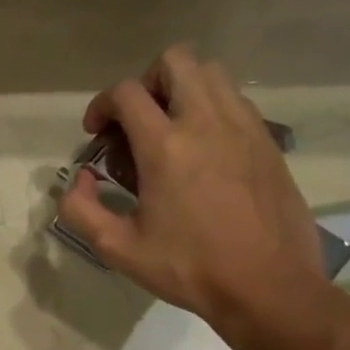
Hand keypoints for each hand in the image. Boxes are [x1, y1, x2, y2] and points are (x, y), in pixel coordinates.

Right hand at [58, 46, 326, 349]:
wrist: (268, 288)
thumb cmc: (189, 268)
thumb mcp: (117, 248)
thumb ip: (80, 209)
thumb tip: (80, 180)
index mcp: (166, 147)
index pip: (127, 92)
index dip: (102, 105)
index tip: (97, 132)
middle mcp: (207, 123)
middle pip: (176, 61)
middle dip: (146, 82)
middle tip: (137, 120)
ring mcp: (245, 128)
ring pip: (212, 73)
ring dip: (182, 89)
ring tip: (170, 128)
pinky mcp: (269, 142)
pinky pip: (236, 101)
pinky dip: (212, 108)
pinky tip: (204, 149)